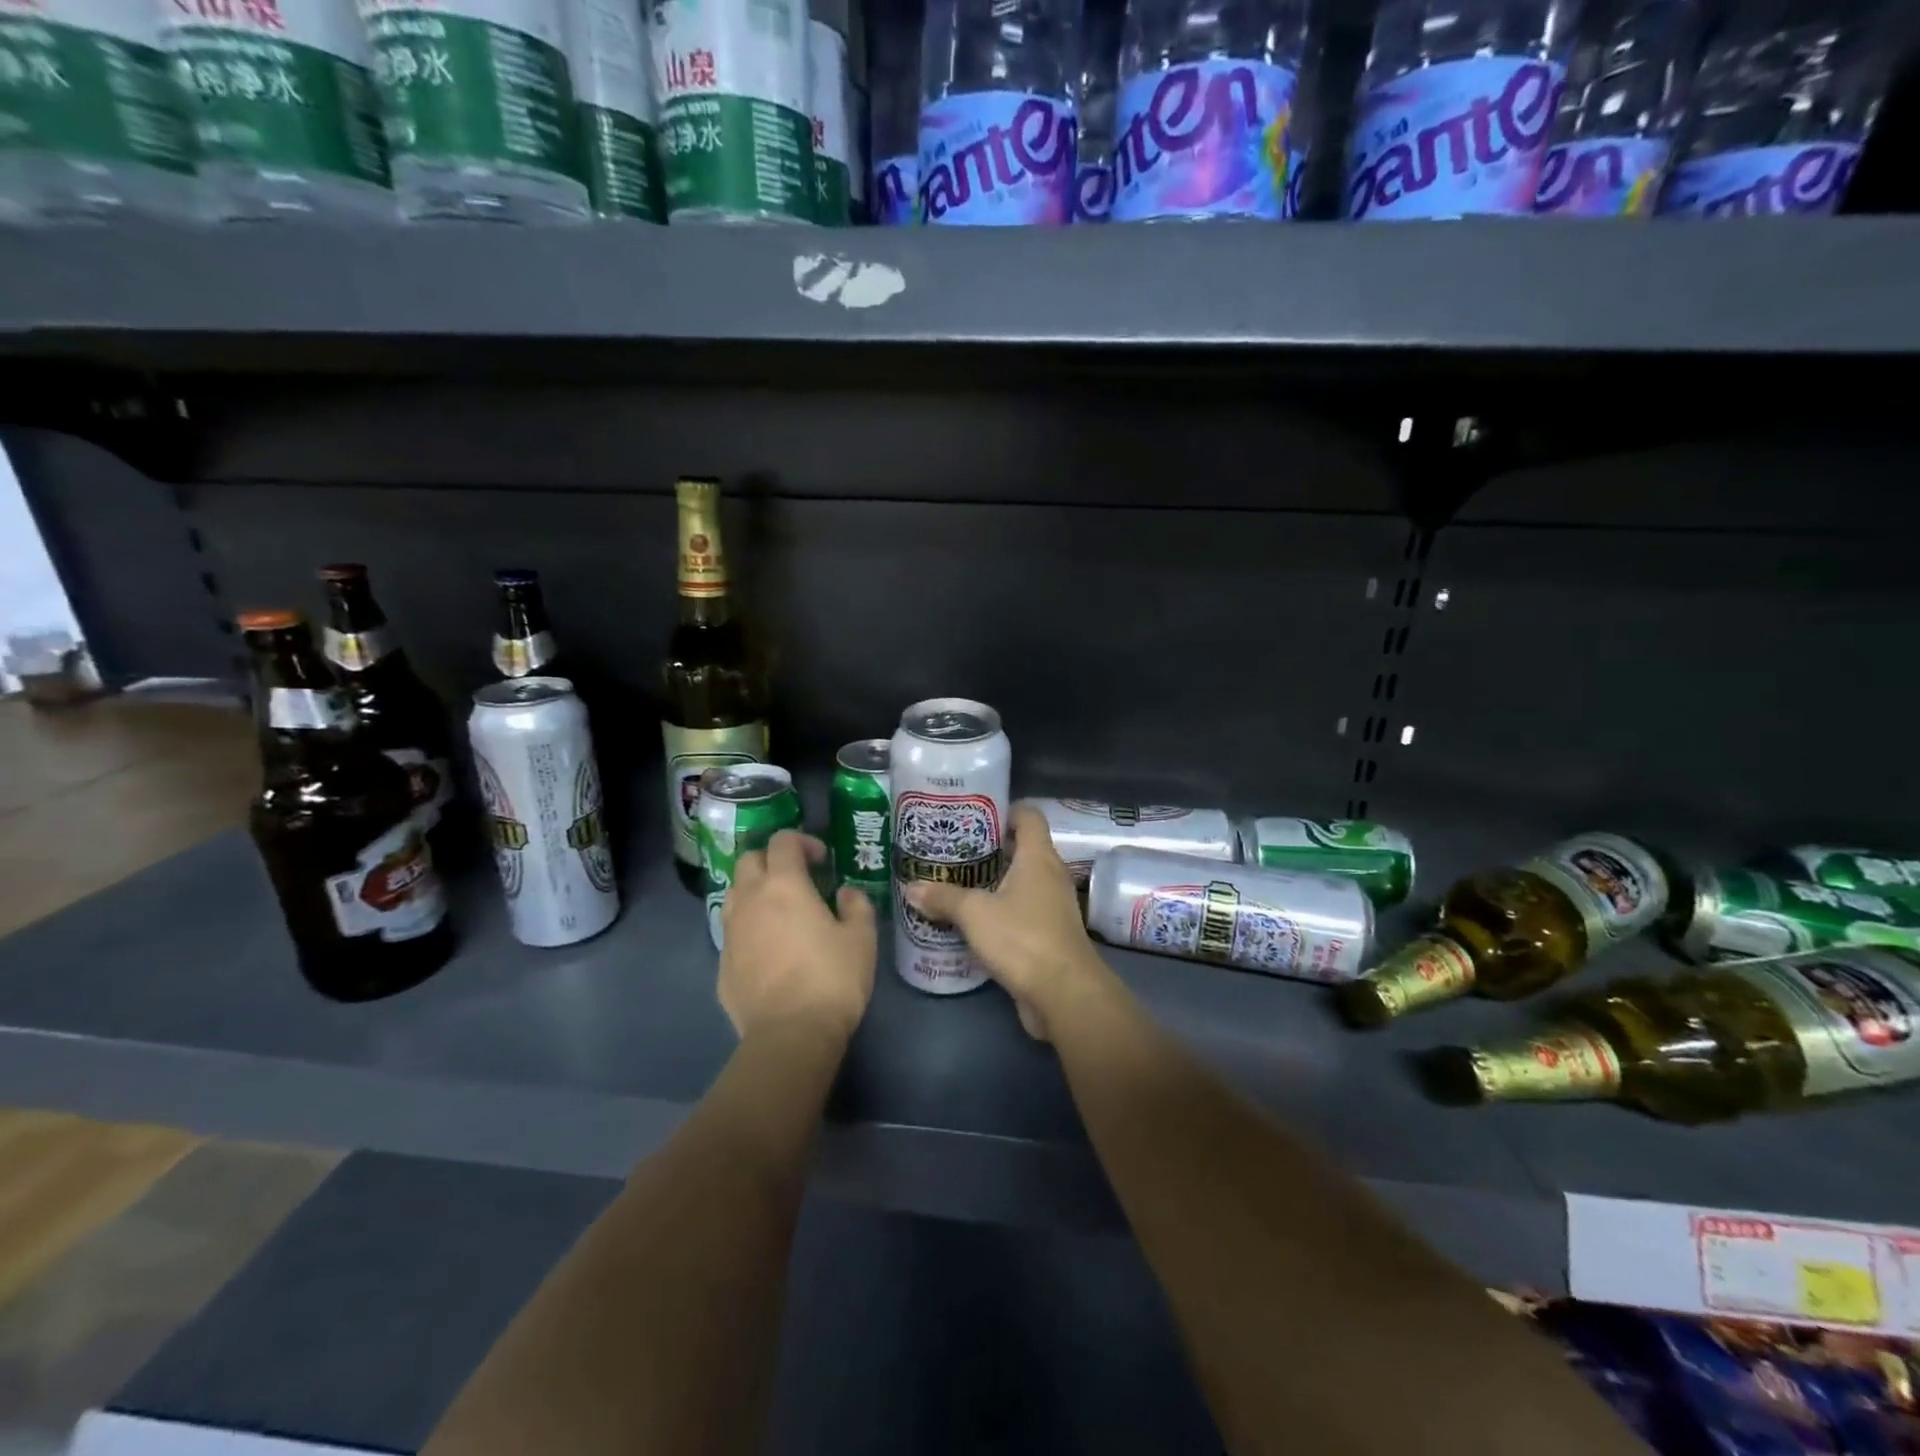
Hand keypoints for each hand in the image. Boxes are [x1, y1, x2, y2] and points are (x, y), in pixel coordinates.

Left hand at [719, 830, 875, 1043]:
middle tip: (798, 879)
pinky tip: (769, 949)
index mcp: (784, 885)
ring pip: (735, 894)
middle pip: (749, 860)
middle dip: (772, 860)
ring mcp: (731, 932)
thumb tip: (846, 893)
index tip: (822, 860)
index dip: (802, 841)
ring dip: (756, 891)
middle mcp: (750, 900)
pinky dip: (749, 927)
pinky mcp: (722, 964)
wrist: (790, 1035)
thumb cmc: (832, 978)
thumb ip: (856, 906)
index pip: (783, 841)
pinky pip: (733, 931)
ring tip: (780, 911)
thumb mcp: (862, 938)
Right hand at [903, 803, 1102, 1039]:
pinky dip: (999, 910)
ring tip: (955, 882)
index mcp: (1038, 857)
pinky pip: (1021, 910)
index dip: (1004, 809)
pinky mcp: (1048, 934)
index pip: (1028, 815)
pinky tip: (971, 920)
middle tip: (953, 850)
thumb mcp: (975, 914)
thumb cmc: (1022, 938)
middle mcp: (1050, 875)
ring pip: (1020, 881)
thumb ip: (944, 897)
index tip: (973, 814)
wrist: (1065, 994)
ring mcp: (1052, 906)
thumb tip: (912, 887)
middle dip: (989, 848)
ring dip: (992, 881)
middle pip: (1021, 848)